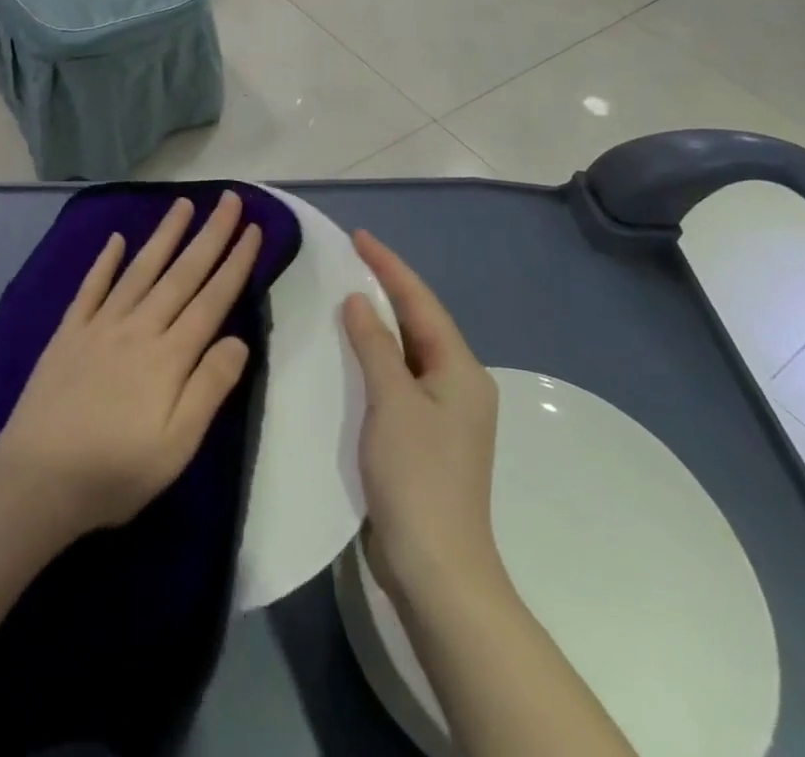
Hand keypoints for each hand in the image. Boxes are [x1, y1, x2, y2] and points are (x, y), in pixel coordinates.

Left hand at [0, 192, 262, 546]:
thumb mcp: (176, 446)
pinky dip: (104, 261)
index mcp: (168, 356)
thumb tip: (239, 339)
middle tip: (228, 199)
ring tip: (182, 203)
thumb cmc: (114, 471)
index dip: (234, 263)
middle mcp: (138, 328)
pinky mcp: (69, 332)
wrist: (36, 479)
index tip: (251, 228)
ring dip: (164, 235)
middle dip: (209, 234)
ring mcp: (100, 325)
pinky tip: (115, 239)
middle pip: (181, 274)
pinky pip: (91, 287)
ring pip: (140, 269)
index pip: (212, 299)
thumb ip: (209, 388)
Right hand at [341, 231, 501, 604]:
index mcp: (461, 370)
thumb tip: (359, 300)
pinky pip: (398, 378)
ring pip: (407, 351)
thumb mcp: (393, 401)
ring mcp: (443, 414)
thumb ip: (375, 346)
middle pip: (418, 322)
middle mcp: (458, 385)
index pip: (421, 302)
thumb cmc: (417, 477)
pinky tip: (349, 351)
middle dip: (386, 288)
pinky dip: (375, 357)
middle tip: (348, 259)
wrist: (436, 569)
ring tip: (343, 293)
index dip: (389, 266)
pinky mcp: (424, 437)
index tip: (358, 236)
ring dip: (378, 323)